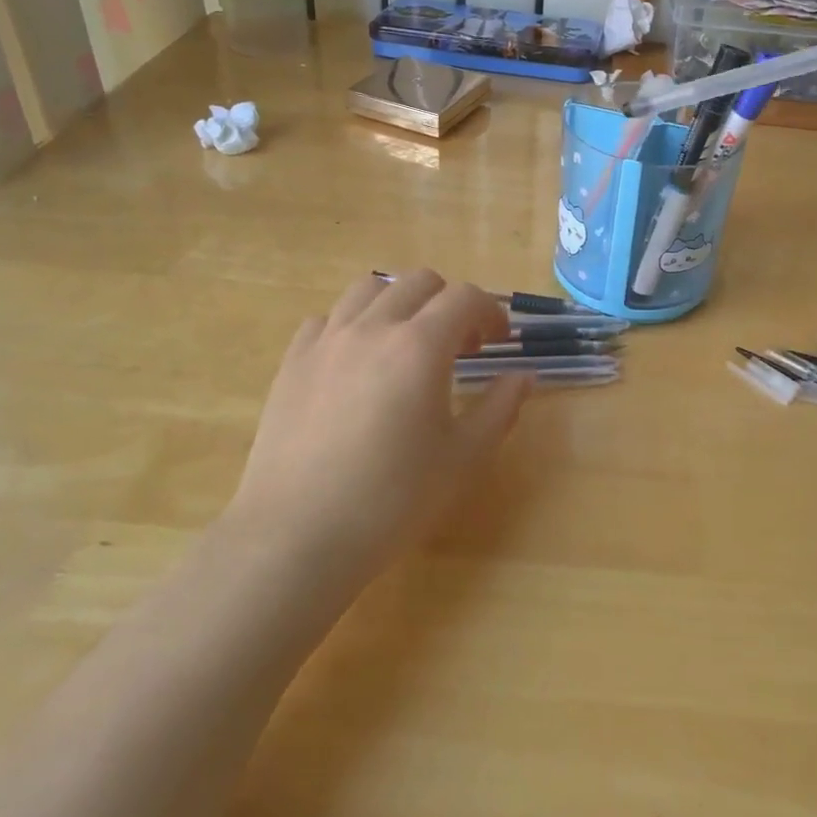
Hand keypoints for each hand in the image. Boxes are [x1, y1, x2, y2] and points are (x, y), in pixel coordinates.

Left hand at [225, 271, 528, 592]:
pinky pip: (328, 318)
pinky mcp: (293, 361)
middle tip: (459, 346)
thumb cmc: (391, 500)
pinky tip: (356, 362)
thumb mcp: (462, 458)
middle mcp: (373, 327)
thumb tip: (523, 376)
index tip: (499, 341)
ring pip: (369, 289)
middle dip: (449, 302)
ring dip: (399, 303)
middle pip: (419, 282)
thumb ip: (500, 408)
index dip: (490, 311)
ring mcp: (327, 340)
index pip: (465, 297)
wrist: (297, 535)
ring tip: (406, 343)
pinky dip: (353, 324)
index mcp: (420, 346)